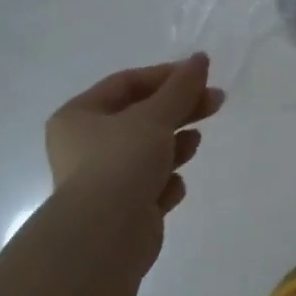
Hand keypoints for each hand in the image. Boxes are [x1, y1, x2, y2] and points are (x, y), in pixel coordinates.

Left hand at [46, 55, 224, 217]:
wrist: (105, 236)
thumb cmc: (121, 162)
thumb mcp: (155, 116)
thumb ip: (180, 87)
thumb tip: (200, 58)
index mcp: (78, 116)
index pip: (126, 83)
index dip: (165, 76)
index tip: (201, 75)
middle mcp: (84, 146)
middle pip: (140, 117)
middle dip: (179, 109)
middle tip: (216, 101)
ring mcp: (103, 180)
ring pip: (147, 152)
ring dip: (174, 145)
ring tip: (195, 143)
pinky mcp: (122, 210)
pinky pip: (150, 185)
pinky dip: (165, 182)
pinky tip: (173, 186)